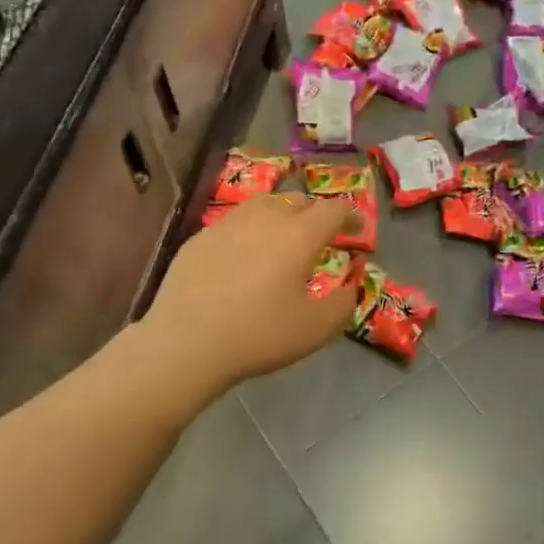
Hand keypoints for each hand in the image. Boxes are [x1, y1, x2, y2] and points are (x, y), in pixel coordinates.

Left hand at [142, 193, 359, 392]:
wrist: (186, 342)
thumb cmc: (259, 335)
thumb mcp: (315, 329)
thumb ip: (343, 304)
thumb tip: (350, 288)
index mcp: (299, 235)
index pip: (334, 210)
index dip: (351, 216)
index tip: (357, 230)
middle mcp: (266, 218)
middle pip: (298, 200)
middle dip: (315, 214)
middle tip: (320, 237)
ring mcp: (229, 224)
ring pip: (264, 204)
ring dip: (281, 214)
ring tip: (282, 238)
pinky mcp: (200, 237)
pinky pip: (234, 222)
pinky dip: (249, 231)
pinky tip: (243, 256)